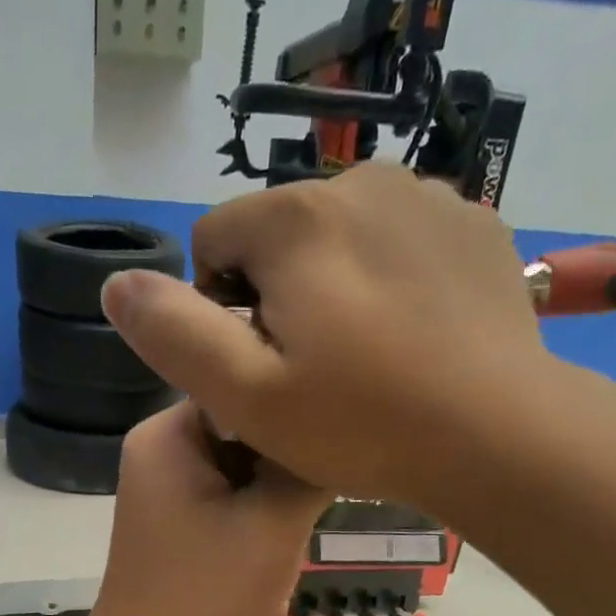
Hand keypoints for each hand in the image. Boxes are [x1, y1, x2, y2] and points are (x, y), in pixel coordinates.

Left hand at [74, 402, 326, 615]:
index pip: (246, 384)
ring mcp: (166, 498)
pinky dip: (258, 527)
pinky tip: (277, 554)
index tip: (339, 438)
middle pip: (248, 432)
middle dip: (287, 465)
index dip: (296, 408)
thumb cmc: (206, 596)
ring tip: (298, 532)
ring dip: (277, 502)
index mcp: (168, 434)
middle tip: (322, 495)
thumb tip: (341, 430)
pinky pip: (230, 510)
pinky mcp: (177, 535)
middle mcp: (161, 455)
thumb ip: (310, 466)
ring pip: (245, 475)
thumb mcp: (274, 522)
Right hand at [100, 163, 561, 515]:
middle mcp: (360, 181)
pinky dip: (389, 282)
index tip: (258, 370)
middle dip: (276, 298)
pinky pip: (399, 243)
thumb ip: (174, 336)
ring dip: (332, 289)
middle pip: (278, 237)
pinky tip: (411, 341)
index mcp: (295, 219)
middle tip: (312, 377)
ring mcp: (428, 198)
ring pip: (339, 238)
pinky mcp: (475, 225)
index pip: (214, 241)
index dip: (218, 311)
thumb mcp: (247, 397)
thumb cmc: (362, 423)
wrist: (498, 434)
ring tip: (364, 362)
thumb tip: (116, 284)